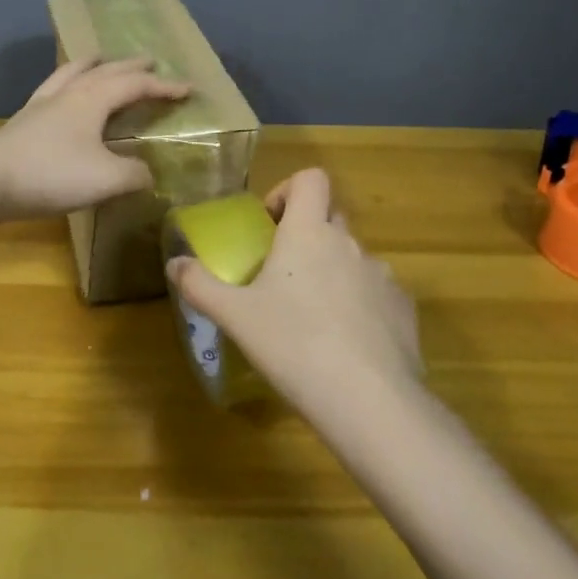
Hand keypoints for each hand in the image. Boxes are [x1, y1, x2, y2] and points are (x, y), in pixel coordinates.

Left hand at [0, 56, 189, 222]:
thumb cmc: (51, 174)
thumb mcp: (105, 179)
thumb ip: (134, 174)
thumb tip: (147, 173)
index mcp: (93, 100)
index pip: (136, 85)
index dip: (164, 87)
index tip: (188, 89)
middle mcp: (69, 94)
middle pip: (105, 71)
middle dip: (130, 67)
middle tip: (149, 61)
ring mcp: (42, 105)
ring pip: (72, 74)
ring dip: (93, 65)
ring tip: (101, 58)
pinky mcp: (23, 122)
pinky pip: (52, 90)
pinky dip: (66, 83)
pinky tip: (61, 93)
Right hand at [167, 168, 421, 419]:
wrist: (369, 400)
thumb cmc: (294, 345)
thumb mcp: (236, 317)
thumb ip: (200, 285)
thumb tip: (174, 263)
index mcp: (309, 233)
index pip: (311, 178)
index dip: (289, 189)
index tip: (270, 223)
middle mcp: (349, 243)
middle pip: (330, 217)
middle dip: (307, 234)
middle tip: (281, 273)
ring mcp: (382, 275)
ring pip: (353, 258)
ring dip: (332, 272)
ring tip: (312, 317)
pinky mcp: (403, 308)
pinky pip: (377, 292)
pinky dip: (360, 304)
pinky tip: (346, 343)